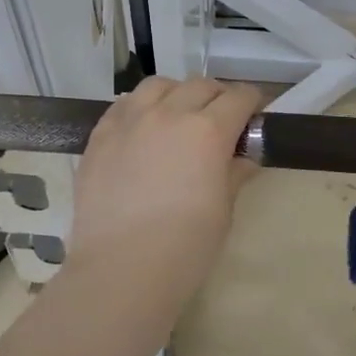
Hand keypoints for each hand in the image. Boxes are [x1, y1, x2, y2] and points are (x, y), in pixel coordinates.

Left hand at [68, 77, 261, 296]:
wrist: (121, 269)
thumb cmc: (185, 246)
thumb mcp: (223, 210)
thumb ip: (234, 173)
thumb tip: (242, 158)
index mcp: (208, 130)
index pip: (238, 97)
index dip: (252, 102)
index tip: (254, 115)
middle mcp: (169, 113)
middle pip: (200, 85)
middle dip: (218, 97)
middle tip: (222, 120)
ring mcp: (130, 121)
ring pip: (159, 85)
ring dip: (177, 94)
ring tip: (178, 116)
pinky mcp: (100, 136)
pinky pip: (124, 105)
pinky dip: (141, 107)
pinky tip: (143, 129)